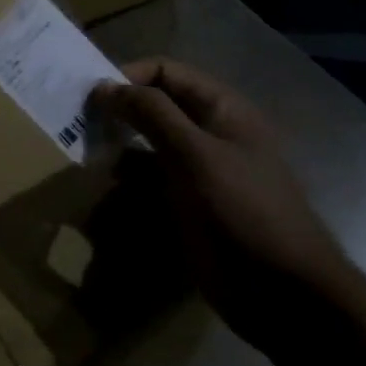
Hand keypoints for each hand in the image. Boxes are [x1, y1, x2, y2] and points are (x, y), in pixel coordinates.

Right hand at [97, 59, 359, 351]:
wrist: (284, 293)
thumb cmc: (243, 210)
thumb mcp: (195, 154)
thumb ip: (151, 114)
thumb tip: (104, 85)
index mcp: (221, 109)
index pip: (166, 72)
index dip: (129, 77)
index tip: (93, 97)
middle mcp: (208, 133)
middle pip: (155, 108)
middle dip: (119, 114)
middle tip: (81, 127)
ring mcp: (198, 172)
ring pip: (147, 147)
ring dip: (118, 151)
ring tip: (90, 162)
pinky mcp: (188, 207)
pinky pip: (149, 184)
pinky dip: (127, 185)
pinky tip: (107, 197)